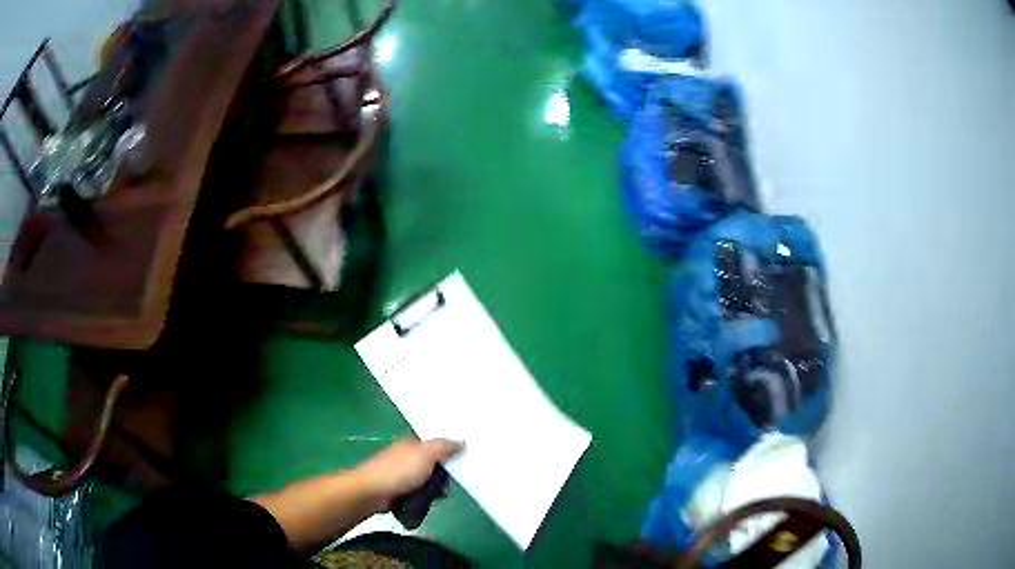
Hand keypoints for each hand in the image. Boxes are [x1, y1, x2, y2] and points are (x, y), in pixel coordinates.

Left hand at [353, 438, 461, 509]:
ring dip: (433, 490)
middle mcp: (405, 456)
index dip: (449, 452)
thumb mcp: (426, 455)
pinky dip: (423, 498)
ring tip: (439, 497)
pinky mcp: (397, 490)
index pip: (435, 445)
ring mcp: (400, 474)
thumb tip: (462, 441)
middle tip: (448, 485)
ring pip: (426, 481)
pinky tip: (427, 503)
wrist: (371, 493)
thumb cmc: (398, 472)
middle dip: (442, 476)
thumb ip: (444, 447)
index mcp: (411, 444)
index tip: (462, 463)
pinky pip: (417, 493)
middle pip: (432, 464)